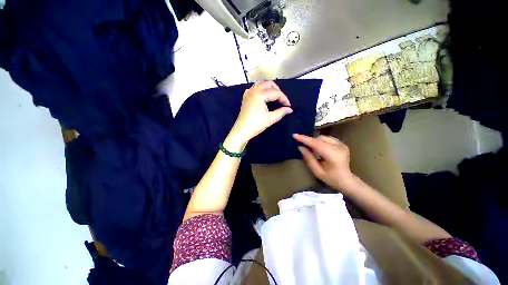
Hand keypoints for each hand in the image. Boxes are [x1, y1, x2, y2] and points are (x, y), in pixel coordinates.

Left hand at [226, 81, 292, 151]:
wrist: (242, 131)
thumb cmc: (256, 124)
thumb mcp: (270, 119)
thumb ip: (281, 112)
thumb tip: (289, 109)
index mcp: (259, 94)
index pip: (276, 93)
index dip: (284, 99)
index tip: (289, 106)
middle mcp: (253, 91)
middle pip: (268, 84)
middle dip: (277, 90)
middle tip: (282, 100)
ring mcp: (248, 93)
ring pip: (261, 84)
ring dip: (269, 88)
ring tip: (275, 97)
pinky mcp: (246, 98)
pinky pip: (255, 88)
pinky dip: (261, 90)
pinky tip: (263, 96)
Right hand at [293, 134, 355, 192]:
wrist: (347, 180)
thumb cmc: (331, 179)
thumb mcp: (317, 171)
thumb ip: (309, 158)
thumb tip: (300, 147)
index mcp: (333, 155)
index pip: (316, 144)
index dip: (305, 139)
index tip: (294, 135)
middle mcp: (339, 147)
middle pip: (319, 139)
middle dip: (309, 140)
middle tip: (301, 143)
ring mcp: (342, 144)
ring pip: (323, 137)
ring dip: (315, 140)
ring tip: (310, 147)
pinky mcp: (342, 143)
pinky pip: (327, 138)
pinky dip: (320, 141)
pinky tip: (318, 147)